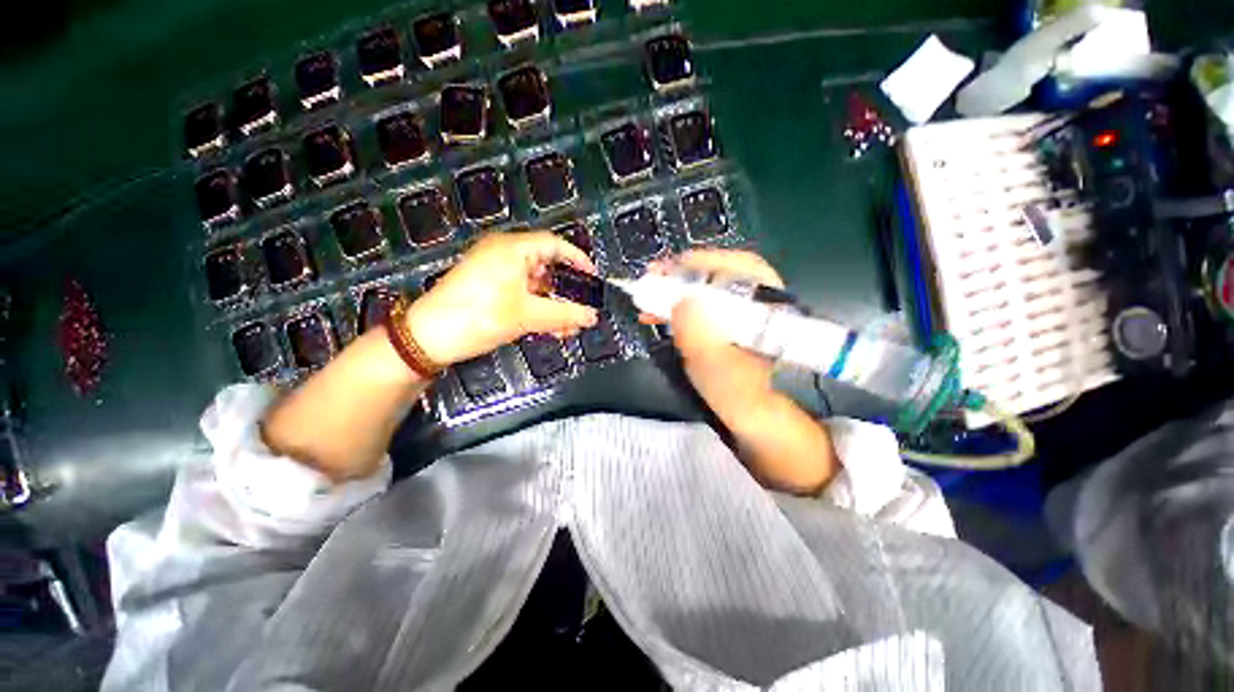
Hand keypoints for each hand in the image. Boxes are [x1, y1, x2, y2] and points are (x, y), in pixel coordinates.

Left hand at [406, 231, 598, 365]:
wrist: (428, 337)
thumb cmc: (479, 317)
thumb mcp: (527, 316)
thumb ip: (564, 315)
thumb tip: (593, 317)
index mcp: (512, 249)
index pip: (554, 244)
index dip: (577, 259)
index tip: (592, 277)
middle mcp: (503, 253)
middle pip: (545, 264)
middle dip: (566, 289)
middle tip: (582, 306)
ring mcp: (493, 269)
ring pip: (534, 283)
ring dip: (552, 303)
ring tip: (568, 325)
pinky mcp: (487, 286)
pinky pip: (520, 292)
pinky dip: (536, 307)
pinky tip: (549, 326)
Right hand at [642, 250, 837, 493]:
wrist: (762, 432)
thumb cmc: (750, 409)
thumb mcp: (728, 382)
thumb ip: (707, 346)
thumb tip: (683, 303)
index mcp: (772, 314)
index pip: (743, 270)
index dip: (704, 264)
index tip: (668, 270)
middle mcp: (760, 308)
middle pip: (722, 277)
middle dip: (683, 277)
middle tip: (649, 281)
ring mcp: (742, 320)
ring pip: (710, 293)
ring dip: (677, 293)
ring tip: (648, 301)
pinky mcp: (727, 331)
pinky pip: (703, 310)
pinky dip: (678, 309)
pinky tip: (660, 315)